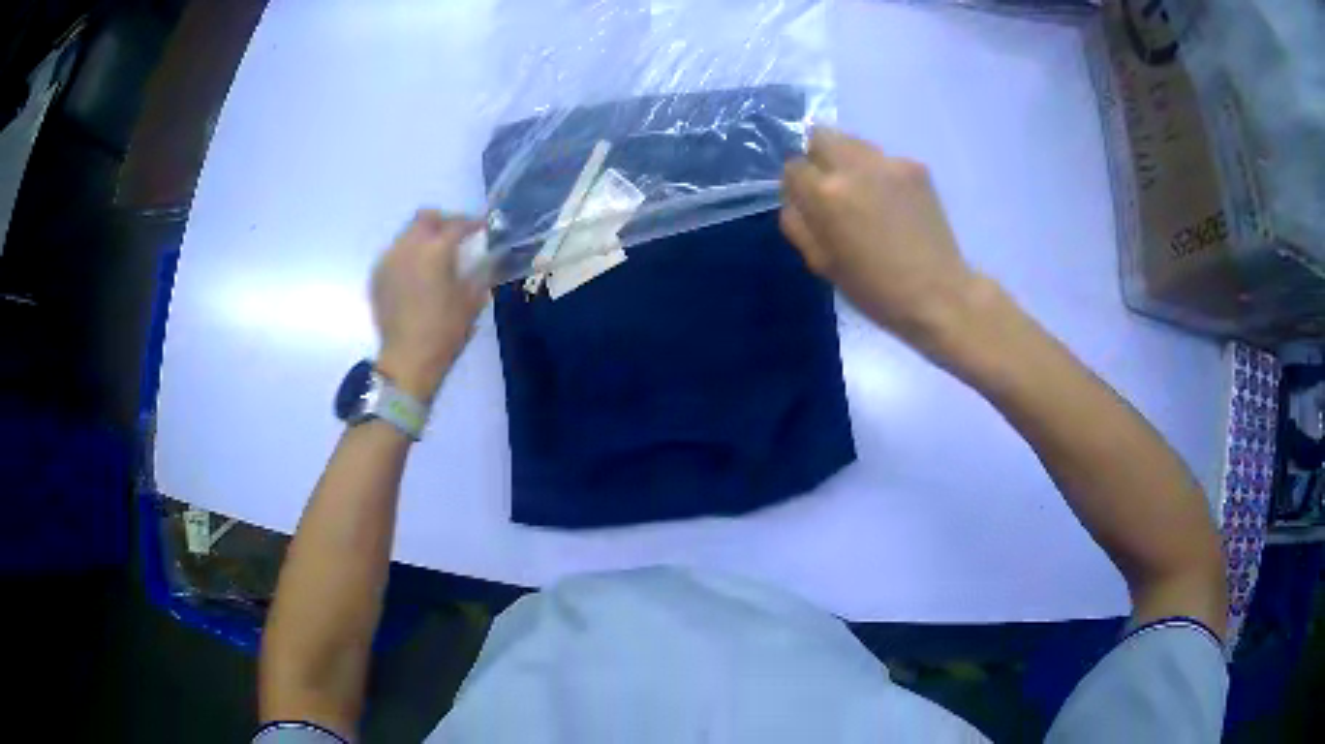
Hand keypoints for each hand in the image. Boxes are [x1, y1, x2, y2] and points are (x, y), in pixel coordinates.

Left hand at [371, 210, 486, 401]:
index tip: (482, 228)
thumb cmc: (445, 331)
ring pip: (407, 234)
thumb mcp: (472, 301)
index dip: (473, 223)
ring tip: (433, 256)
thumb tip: (486, 258)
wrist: (407, 359)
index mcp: (436, 250)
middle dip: (443, 221)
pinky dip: (407, 256)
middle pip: (425, 218)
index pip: (457, 225)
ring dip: (422, 238)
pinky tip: (416, 275)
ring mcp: (389, 260)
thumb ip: (480, 272)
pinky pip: (394, 254)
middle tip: (455, 235)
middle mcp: (409, 246)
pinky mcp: (377, 276)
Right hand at [781, 128, 985, 358]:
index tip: (809, 204)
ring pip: (853, 142)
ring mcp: (889, 162)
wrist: (938, 294)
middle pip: (820, 136)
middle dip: (818, 158)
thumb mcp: (821, 263)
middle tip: (831, 189)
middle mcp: (854, 166)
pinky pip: (883, 159)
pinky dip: (880, 174)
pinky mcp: (916, 166)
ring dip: (848, 161)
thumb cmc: (874, 289)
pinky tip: (894, 204)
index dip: (797, 185)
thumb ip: (798, 222)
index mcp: (826, 193)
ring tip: (865, 195)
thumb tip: (794, 197)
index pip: (792, 166)